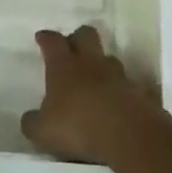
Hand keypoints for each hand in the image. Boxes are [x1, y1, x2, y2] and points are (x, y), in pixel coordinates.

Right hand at [20, 25, 168, 164]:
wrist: (129, 137)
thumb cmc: (78, 128)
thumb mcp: (43, 132)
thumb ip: (33, 123)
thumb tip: (30, 118)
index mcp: (64, 67)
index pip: (53, 42)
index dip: (46, 38)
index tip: (42, 37)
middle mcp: (92, 64)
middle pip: (86, 35)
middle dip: (78, 37)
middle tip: (71, 48)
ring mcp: (120, 76)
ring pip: (110, 59)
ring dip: (102, 65)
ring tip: (97, 79)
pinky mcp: (141, 93)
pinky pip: (131, 86)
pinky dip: (124, 91)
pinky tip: (121, 102)